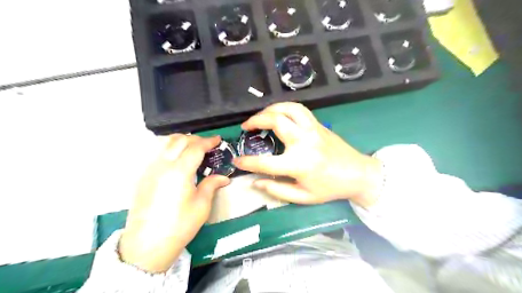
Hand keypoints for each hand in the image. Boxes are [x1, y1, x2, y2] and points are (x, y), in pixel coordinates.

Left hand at [121, 134, 230, 272]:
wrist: (147, 244)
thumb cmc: (179, 226)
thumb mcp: (201, 206)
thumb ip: (212, 185)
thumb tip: (223, 177)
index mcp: (180, 172)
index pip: (195, 147)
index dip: (208, 141)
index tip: (218, 140)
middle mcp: (163, 165)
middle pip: (179, 140)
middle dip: (196, 139)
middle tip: (207, 145)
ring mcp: (150, 169)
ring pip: (165, 143)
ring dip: (181, 140)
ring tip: (192, 148)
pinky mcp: (143, 176)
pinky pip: (157, 152)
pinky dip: (170, 148)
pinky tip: (177, 159)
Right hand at [235, 103, 381, 207]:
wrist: (357, 174)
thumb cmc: (330, 188)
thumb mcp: (303, 197)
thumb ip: (277, 189)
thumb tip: (255, 182)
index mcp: (299, 164)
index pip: (265, 162)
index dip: (247, 162)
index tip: (236, 160)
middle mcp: (304, 142)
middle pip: (276, 121)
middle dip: (256, 120)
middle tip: (246, 126)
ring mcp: (312, 129)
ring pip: (288, 108)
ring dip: (270, 109)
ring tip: (260, 116)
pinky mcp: (318, 124)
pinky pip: (299, 109)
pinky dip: (284, 107)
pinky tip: (278, 113)